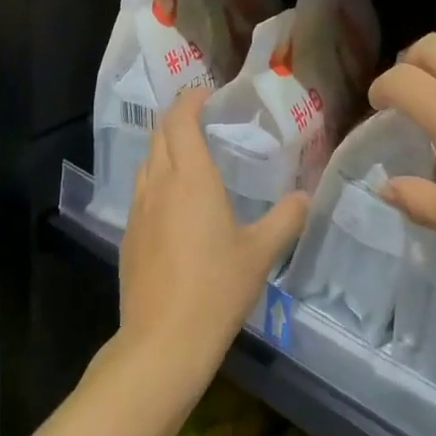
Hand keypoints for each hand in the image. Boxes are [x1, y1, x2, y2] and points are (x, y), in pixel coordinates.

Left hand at [118, 89, 307, 384]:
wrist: (163, 341)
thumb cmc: (216, 288)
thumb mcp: (260, 253)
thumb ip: (286, 219)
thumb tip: (306, 196)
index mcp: (190, 176)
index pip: (181, 118)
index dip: (191, 99)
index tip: (208, 94)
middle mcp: (159, 183)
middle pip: (160, 133)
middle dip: (178, 117)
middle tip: (203, 119)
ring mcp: (138, 209)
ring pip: (147, 160)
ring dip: (164, 146)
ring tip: (190, 154)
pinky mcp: (129, 235)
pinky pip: (141, 190)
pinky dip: (156, 178)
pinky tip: (174, 202)